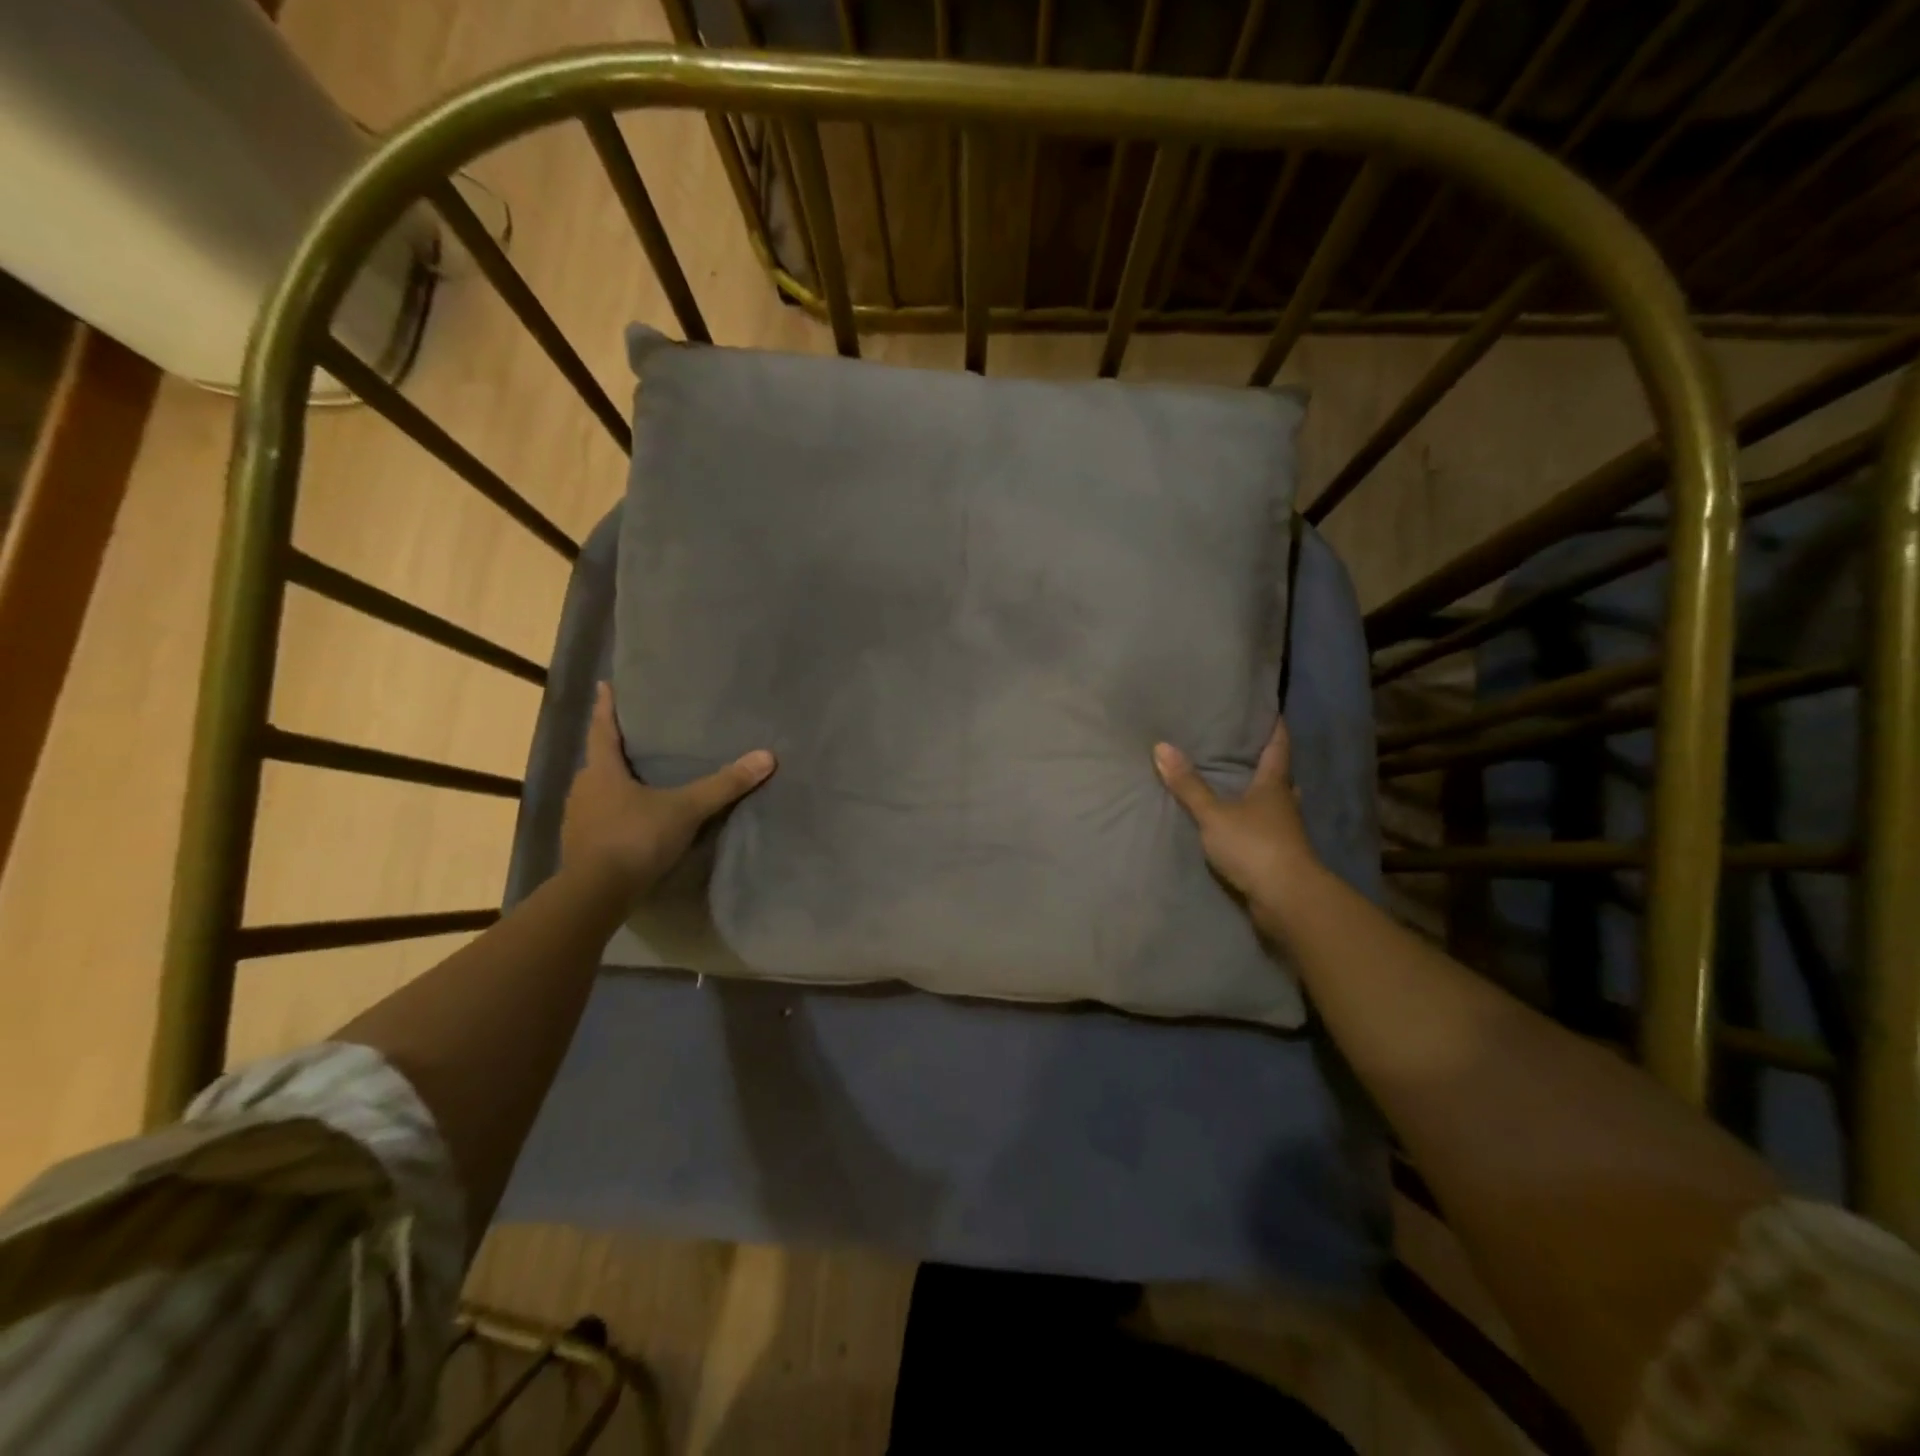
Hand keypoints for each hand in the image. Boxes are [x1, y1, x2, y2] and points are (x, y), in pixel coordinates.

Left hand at [561, 683, 775, 901]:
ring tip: (638, 780)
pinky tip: (632, 821)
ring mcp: (578, 820)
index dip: (606, 708)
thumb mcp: (686, 809)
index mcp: (602, 771)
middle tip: (635, 739)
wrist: (597, 894)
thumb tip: (766, 757)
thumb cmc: (636, 838)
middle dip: (615, 750)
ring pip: (598, 792)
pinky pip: (599, 818)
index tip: (605, 685)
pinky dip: (614, 813)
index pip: (603, 730)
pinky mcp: (581, 846)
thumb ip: (723, 785)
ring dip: (615, 784)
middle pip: (600, 761)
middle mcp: (583, 789)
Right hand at [1153, 717, 1323, 932]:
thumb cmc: (1253, 846)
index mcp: (1274, 785)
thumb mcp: (1213, 814)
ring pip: (1276, 805)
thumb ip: (1188, 785)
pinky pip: (1266, 830)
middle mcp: (1285, 804)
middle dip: (1268, 764)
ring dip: (1263, 796)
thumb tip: (1161, 746)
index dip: (1275, 729)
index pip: (1278, 748)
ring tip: (1240, 786)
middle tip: (1248, 750)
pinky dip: (1255, 823)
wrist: (1286, 898)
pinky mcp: (1280, 856)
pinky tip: (1239, 825)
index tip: (1273, 711)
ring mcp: (1286, 832)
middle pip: (1280, 777)